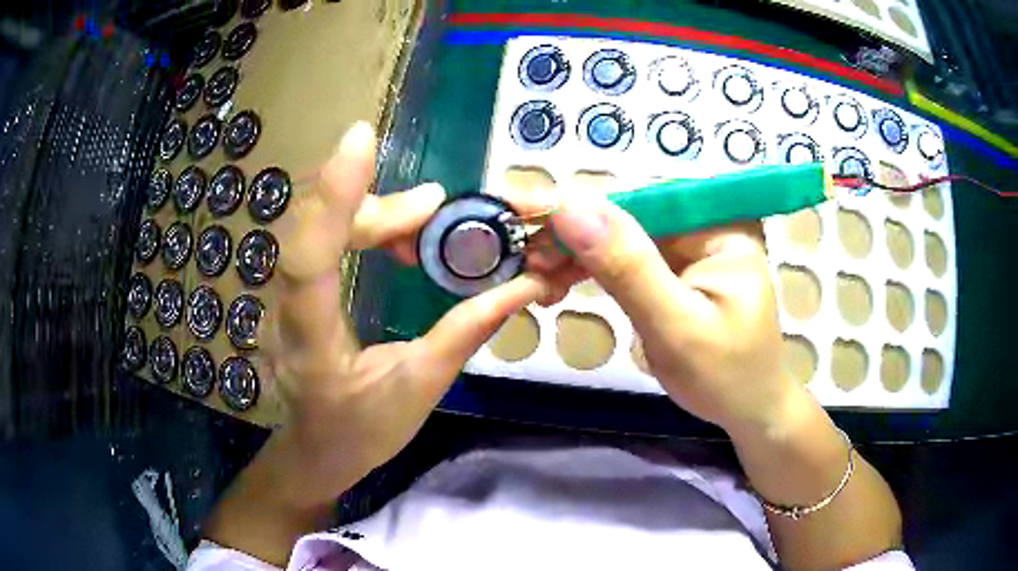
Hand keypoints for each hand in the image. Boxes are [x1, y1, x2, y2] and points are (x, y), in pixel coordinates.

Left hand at [259, 122, 548, 506]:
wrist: (316, 449)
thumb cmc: (363, 431)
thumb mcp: (421, 387)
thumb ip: (466, 331)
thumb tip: (524, 285)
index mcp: (313, 346)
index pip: (307, 261)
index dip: (331, 197)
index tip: (361, 140)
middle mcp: (287, 312)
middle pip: (315, 231)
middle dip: (376, 208)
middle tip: (434, 206)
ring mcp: (284, 297)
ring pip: (317, 228)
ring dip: (372, 213)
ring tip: (424, 216)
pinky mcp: (294, 289)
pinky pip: (321, 238)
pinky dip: (361, 223)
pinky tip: (397, 233)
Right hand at [532, 194, 801, 434]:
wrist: (750, 412)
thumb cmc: (726, 377)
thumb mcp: (677, 327)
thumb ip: (629, 267)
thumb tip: (570, 208)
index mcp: (720, 225)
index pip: (641, 199)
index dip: (580, 205)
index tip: (524, 214)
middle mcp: (705, 224)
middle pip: (627, 214)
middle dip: (572, 234)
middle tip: (523, 256)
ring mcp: (690, 247)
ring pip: (619, 236)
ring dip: (574, 254)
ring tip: (534, 273)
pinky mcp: (675, 270)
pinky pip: (625, 260)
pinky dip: (590, 271)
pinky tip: (558, 281)